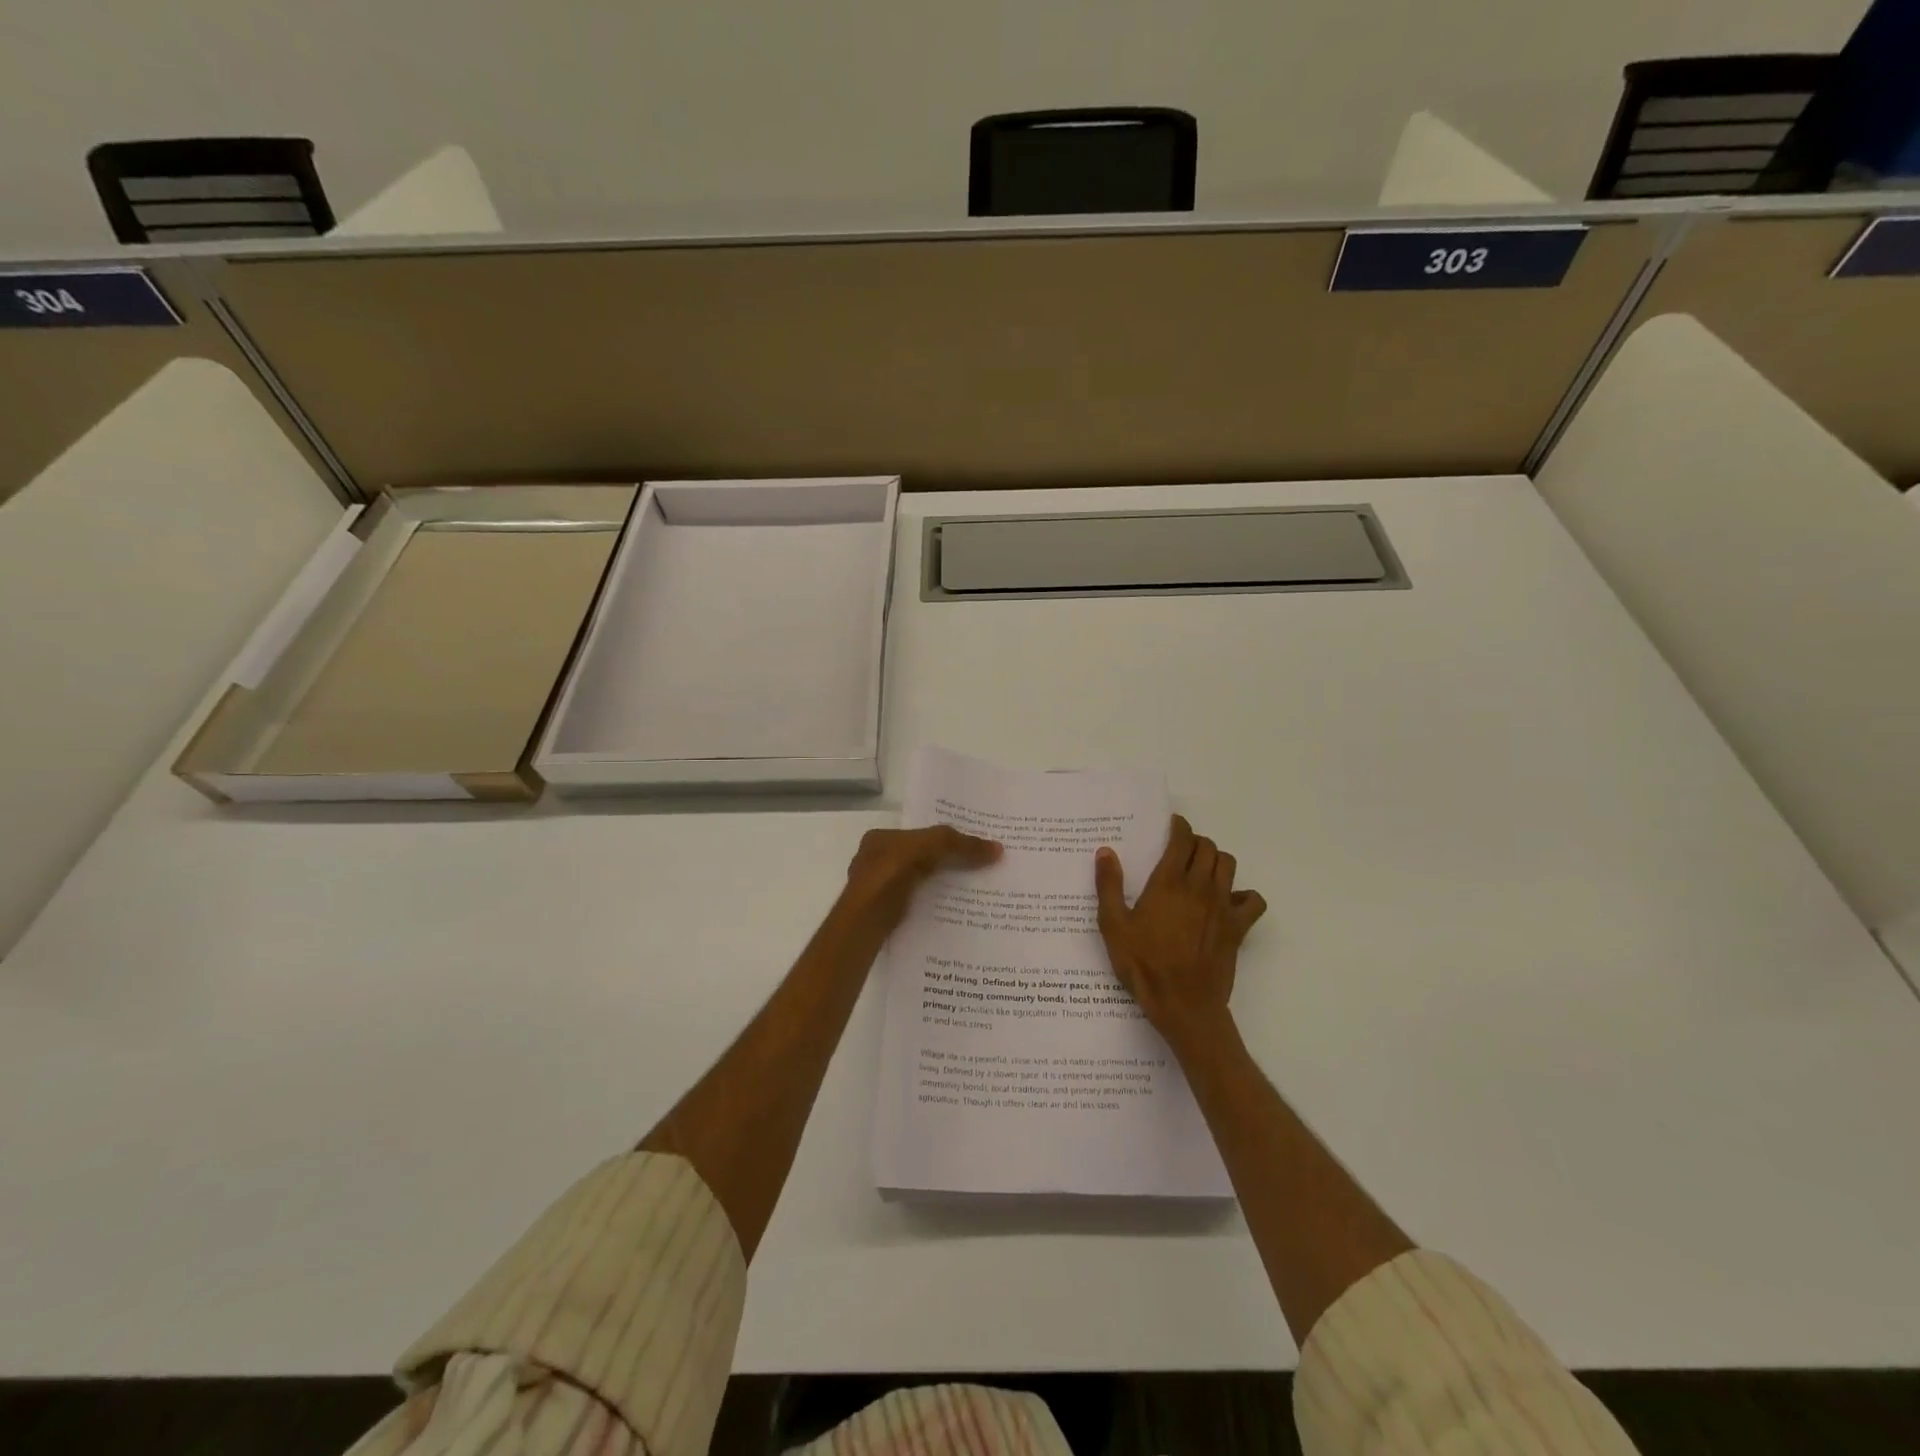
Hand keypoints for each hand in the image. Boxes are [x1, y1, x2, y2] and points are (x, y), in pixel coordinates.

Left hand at [844, 825, 1000, 929]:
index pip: (917, 833)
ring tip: (974, 889)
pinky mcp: (886, 914)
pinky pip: (917, 903)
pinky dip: (934, 904)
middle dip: (946, 861)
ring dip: (942, 885)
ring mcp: (879, 889)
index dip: (944, 837)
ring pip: (920, 881)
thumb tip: (998, 849)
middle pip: (920, 857)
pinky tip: (954, 909)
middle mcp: (876, 861)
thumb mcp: (929, 847)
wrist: (864, 921)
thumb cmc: (890, 874)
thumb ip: (960, 845)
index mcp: (880, 838)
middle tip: (980, 866)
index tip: (971, 844)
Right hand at [1094, 815, 1266, 1054]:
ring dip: (1216, 861)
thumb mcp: (1113, 926)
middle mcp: (1199, 887)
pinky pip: (1253, 900)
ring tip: (1201, 871)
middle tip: (1181, 850)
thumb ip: (1109, 886)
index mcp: (1168, 883)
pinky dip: (1244, 895)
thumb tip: (1106, 852)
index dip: (1179, 827)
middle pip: (1208, 848)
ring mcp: (1223, 907)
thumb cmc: (1143, 965)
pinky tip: (1228, 903)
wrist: (1183, 1004)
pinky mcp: (1238, 928)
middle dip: (1196, 842)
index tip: (1172, 826)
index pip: (1182, 840)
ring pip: (1229, 865)